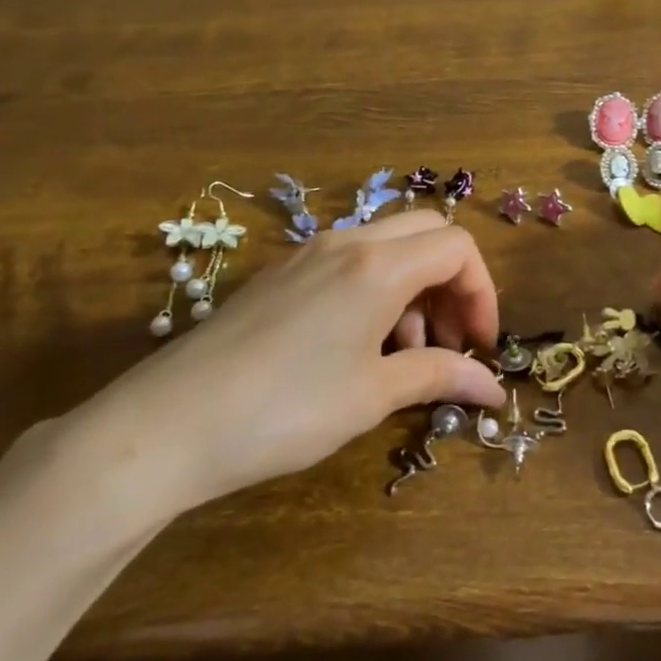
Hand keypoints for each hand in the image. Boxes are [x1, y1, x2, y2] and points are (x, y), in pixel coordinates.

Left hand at [65, 212, 505, 529]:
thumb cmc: (285, 410)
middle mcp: (347, 243)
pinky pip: (350, 261)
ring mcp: (308, 253)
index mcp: (378, 265)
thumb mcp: (371, 396)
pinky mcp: (281, 274)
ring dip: (415, 288)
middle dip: (453, 283)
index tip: (479, 346)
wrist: (166, 425)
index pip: (458, 247)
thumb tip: (494, 388)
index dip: (482, 293)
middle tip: (450, 341)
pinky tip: (358, 347)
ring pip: (388, 246)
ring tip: (404, 354)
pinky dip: (377, 290)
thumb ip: (439, 377)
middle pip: (427, 234)